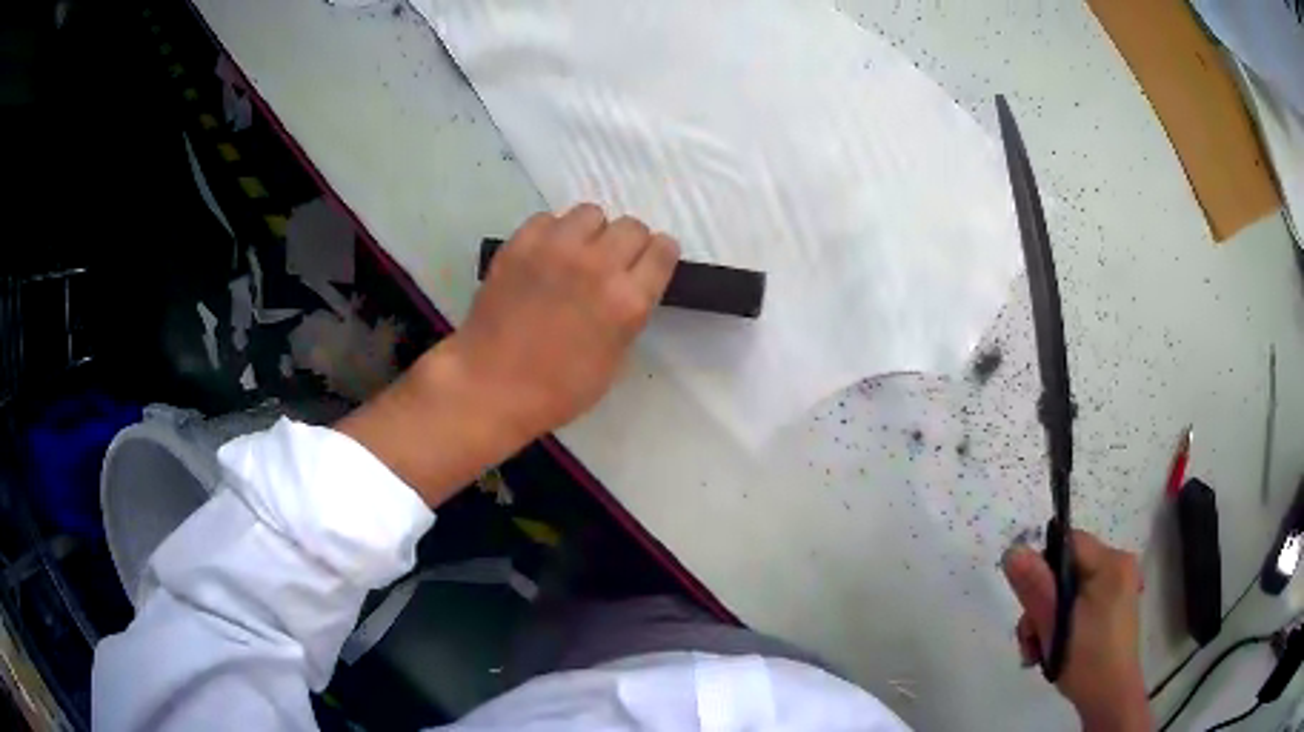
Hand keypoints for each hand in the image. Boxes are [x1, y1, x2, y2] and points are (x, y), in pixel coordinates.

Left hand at [448, 203, 679, 439]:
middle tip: (611, 263)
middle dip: (628, 243)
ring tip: (576, 254)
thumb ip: (629, 314)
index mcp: (628, 301)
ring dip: (591, 232)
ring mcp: (556, 249)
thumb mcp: (614, 360)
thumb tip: (629, 288)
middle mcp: (598, 265)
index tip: (648, 263)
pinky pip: (548, 218)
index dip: (658, 255)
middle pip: (631, 226)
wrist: (490, 385)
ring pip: (591, 213)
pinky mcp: (520, 243)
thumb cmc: (557, 389)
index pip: (663, 250)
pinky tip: (543, 257)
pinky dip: (552, 233)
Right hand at [1003, 531, 1150, 730]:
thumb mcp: (1055, 625)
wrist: (1110, 698)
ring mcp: (1118, 587)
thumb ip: (1035, 587)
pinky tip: (1053, 648)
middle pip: (1066, 570)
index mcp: (1111, 562)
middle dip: (1042, 604)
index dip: (1042, 568)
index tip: (1030, 605)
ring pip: (1070, 591)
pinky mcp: (1113, 607)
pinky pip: (1080, 603)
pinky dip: (1063, 622)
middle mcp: (1118, 566)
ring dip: (1048, 619)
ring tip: (1038, 652)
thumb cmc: (1086, 660)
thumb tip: (1013, 550)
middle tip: (1032, 639)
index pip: (1068, 543)